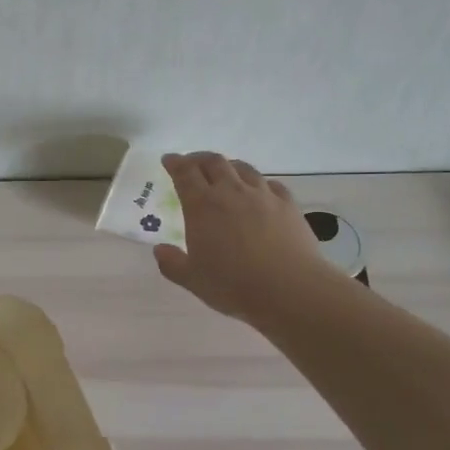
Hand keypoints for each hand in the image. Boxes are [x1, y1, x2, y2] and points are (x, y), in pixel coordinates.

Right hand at [154, 151, 333, 323]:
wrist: (290, 290)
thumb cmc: (234, 285)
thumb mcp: (193, 280)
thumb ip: (172, 263)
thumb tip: (159, 249)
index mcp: (202, 206)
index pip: (185, 173)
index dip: (175, 163)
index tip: (169, 160)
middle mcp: (231, 192)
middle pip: (213, 162)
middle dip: (199, 159)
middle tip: (192, 164)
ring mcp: (262, 195)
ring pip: (242, 168)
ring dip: (228, 166)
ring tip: (224, 173)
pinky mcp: (287, 204)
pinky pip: (270, 183)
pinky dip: (257, 182)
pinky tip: (258, 191)